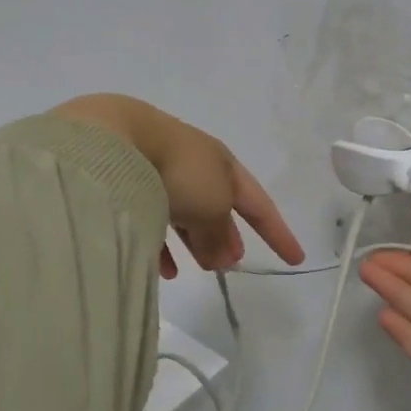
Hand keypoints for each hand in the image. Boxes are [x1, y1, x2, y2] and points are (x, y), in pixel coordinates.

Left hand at [52, 95, 303, 277]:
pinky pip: (153, 219)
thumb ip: (220, 236)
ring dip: (196, 241)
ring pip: (186, 213)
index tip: (295, 258)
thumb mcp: (212, 207)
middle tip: (233, 262)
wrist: (115, 142)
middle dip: (229, 235)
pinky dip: (164, 245)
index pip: (259, 203)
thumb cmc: (179, 171)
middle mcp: (194, 166)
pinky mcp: (129, 184)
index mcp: (223, 164)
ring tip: (201, 268)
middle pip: (220, 207)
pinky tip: (164, 268)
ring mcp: (160, 172)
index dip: (278, 232)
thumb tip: (223, 258)